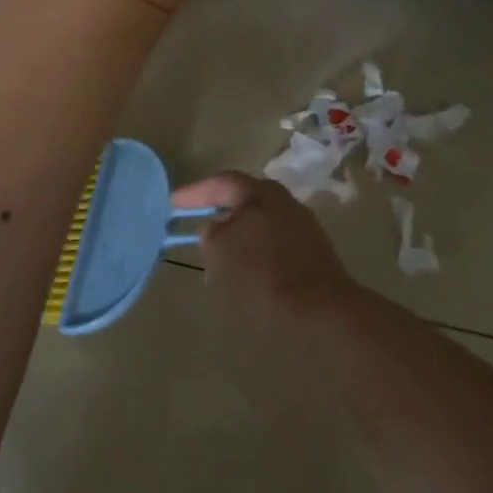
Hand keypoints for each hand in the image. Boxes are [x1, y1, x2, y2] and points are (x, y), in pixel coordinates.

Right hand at [171, 172, 358, 333]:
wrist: (319, 309)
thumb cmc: (262, 273)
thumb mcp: (221, 251)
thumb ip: (211, 234)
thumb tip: (214, 229)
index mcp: (262, 193)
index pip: (222, 182)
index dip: (195, 192)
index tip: (172, 204)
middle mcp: (285, 202)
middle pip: (245, 201)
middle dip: (219, 213)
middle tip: (196, 225)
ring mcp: (303, 227)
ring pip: (260, 224)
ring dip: (238, 236)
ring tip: (217, 254)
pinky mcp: (312, 253)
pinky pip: (274, 245)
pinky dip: (255, 253)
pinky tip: (245, 272)